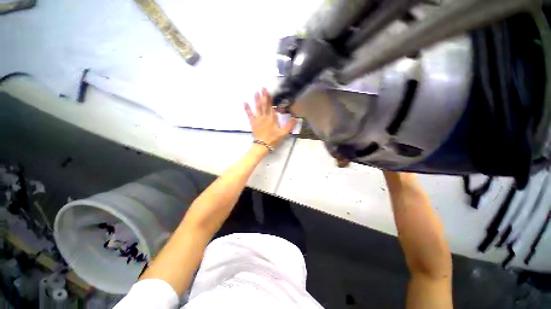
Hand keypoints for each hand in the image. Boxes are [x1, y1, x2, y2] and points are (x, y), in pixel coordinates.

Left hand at [245, 88, 296, 146]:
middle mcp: (264, 117)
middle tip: (263, 88)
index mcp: (272, 119)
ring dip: (256, 100)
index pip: (271, 107)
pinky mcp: (253, 123)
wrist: (262, 145)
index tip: (269, 92)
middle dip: (264, 96)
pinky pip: (250, 115)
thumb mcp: (283, 133)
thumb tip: (295, 118)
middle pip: (264, 105)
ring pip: (257, 108)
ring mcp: (258, 119)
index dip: (270, 99)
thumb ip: (289, 126)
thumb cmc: (273, 139)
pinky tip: (245, 103)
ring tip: (256, 92)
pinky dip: (247, 109)